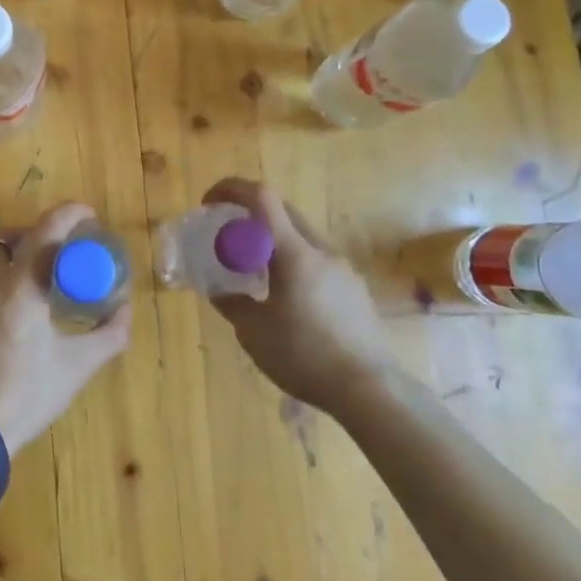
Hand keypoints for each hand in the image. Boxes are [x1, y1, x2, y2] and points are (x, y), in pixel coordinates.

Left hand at [0, 201, 131, 455]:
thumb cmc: (24, 395)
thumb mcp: (75, 368)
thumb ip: (108, 335)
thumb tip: (126, 310)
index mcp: (21, 287)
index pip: (45, 231)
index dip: (68, 214)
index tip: (87, 215)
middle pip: (8, 236)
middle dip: (34, 233)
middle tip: (57, 250)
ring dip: (10, 253)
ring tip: (32, 276)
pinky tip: (8, 305)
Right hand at [201, 177, 394, 410]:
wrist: (372, 391)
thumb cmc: (305, 357)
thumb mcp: (254, 332)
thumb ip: (231, 302)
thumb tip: (217, 289)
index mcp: (294, 253)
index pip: (262, 197)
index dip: (231, 189)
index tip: (208, 203)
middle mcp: (321, 250)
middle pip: (282, 211)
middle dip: (249, 212)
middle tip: (224, 234)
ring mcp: (342, 268)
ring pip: (300, 236)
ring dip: (271, 239)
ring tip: (252, 270)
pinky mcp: (354, 289)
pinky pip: (316, 260)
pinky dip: (292, 261)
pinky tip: (285, 298)